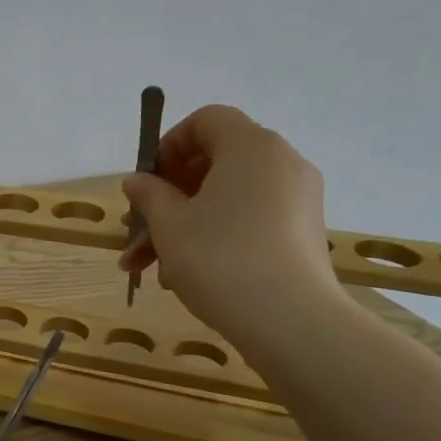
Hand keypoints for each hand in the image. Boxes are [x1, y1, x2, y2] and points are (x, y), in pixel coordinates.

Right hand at [118, 104, 339, 350]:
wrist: (290, 320)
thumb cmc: (219, 257)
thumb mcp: (169, 224)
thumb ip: (149, 194)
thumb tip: (138, 181)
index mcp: (250, 146)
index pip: (207, 120)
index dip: (169, 144)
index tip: (147, 181)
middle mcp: (281, 162)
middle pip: (215, 162)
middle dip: (170, 195)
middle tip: (139, 226)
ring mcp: (298, 199)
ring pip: (228, 198)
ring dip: (185, 223)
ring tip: (150, 266)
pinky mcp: (303, 233)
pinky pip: (251, 219)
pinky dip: (217, 235)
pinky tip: (186, 275)